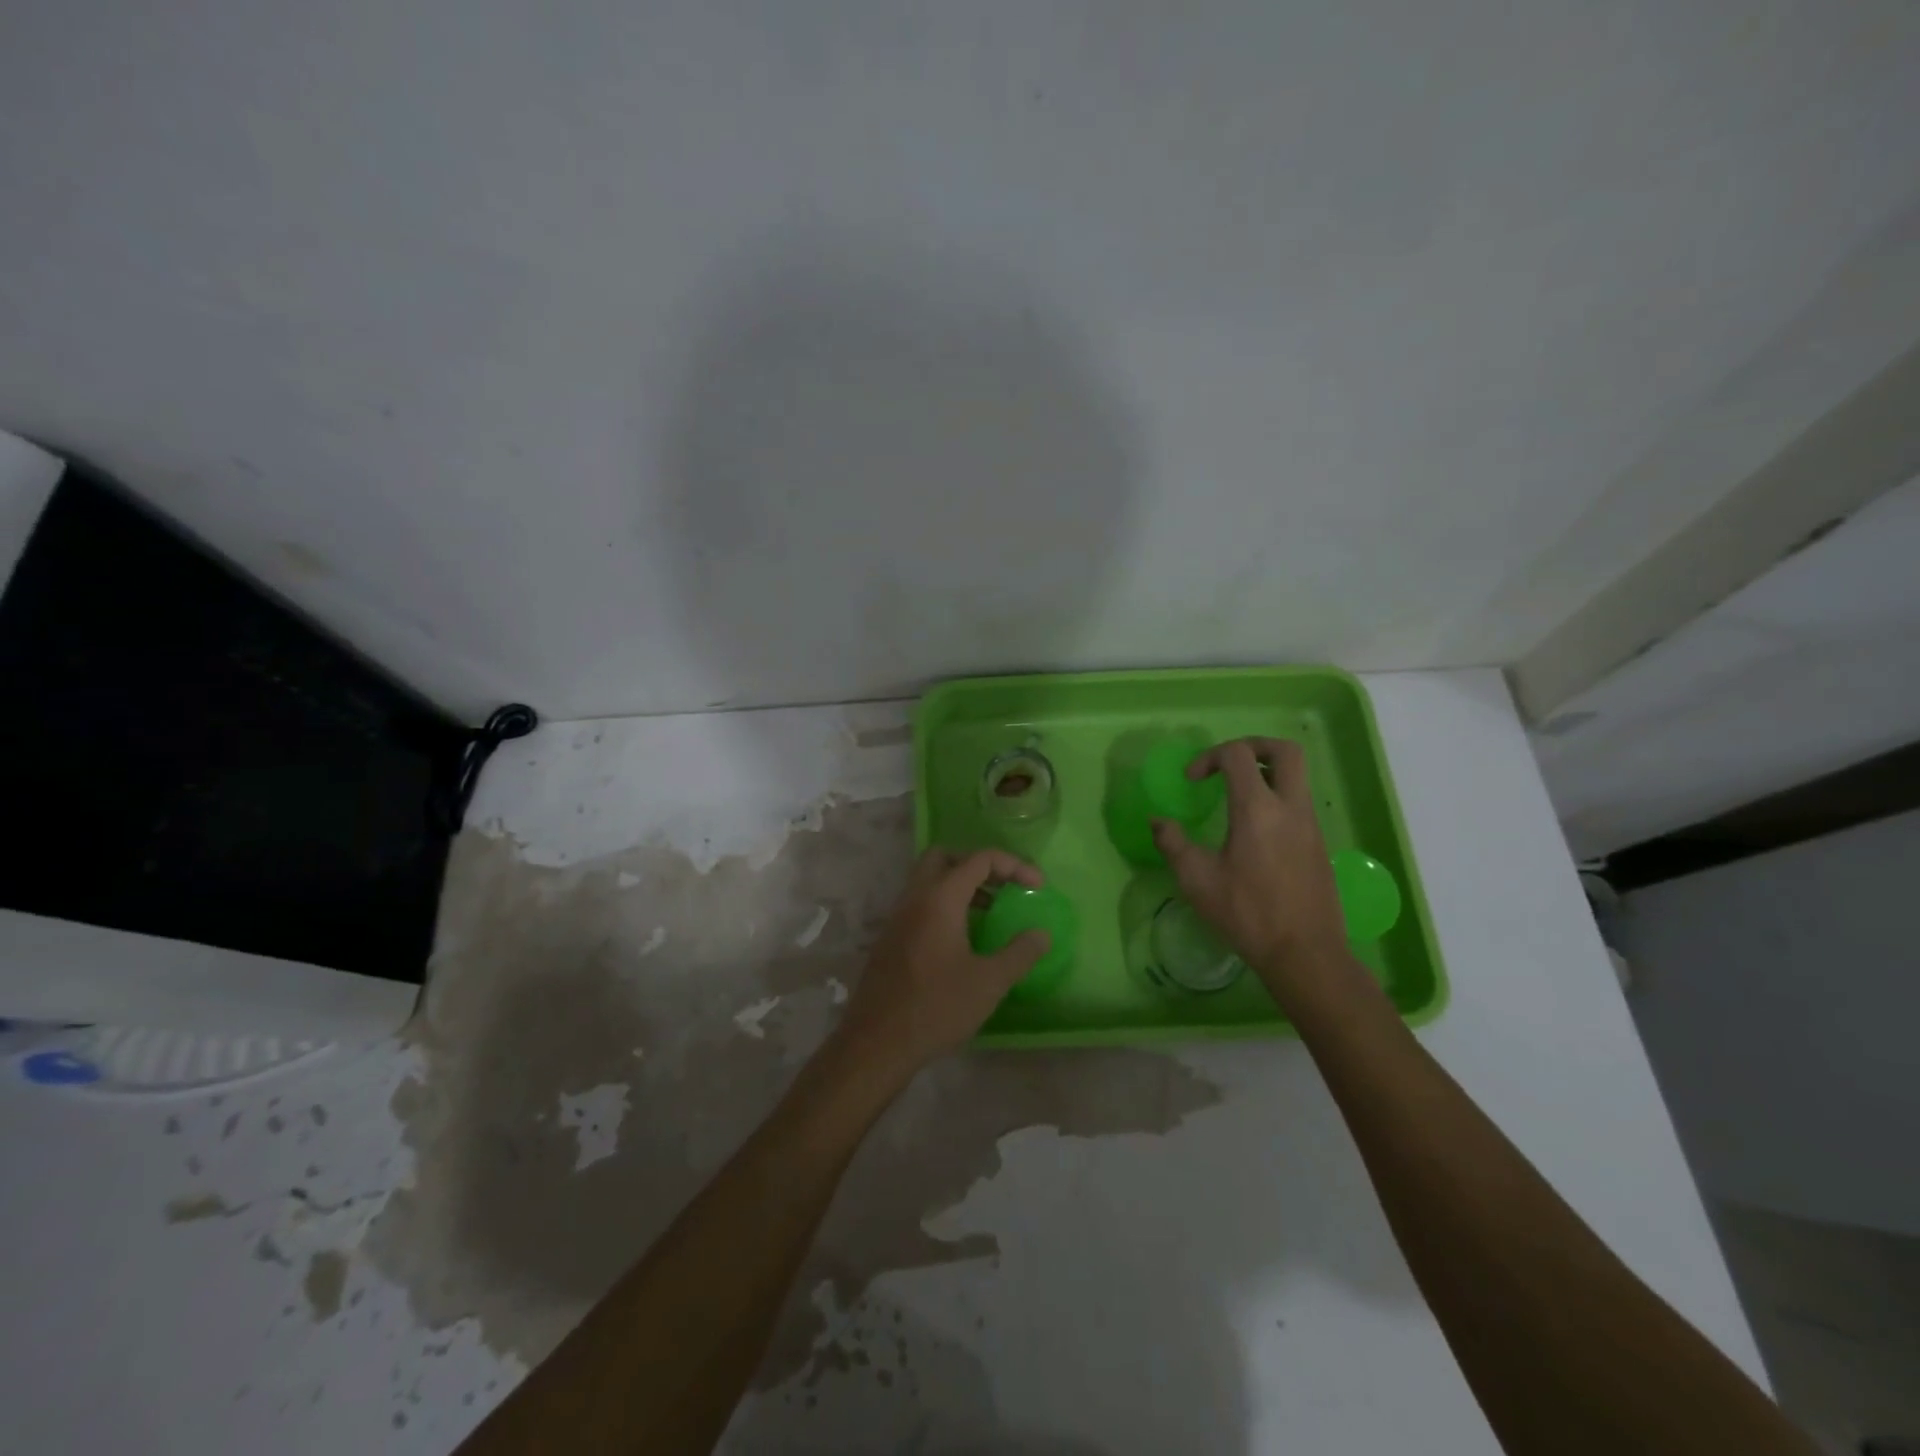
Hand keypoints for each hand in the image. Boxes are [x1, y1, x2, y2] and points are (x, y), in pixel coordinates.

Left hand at [834, 848, 1049, 1081]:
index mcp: (940, 898)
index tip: (1038, 885)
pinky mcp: (890, 936)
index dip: (1014, 865)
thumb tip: (1041, 934)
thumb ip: (1020, 953)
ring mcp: (897, 916)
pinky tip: (962, 937)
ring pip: (928, 879)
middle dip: (978, 865)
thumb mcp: (989, 982)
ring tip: (989, 910)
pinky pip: (919, 902)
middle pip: (946, 857)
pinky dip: (943, 903)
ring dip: (960, 884)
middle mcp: (915, 897)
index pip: (980, 859)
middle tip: (1003, 887)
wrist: (876, 1042)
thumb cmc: (937, 1008)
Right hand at [1152, 738, 1350, 996]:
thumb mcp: (1197, 880)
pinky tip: (1254, 829)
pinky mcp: (1319, 843)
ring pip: (1296, 775)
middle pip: (1284, 751)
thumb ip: (1173, 843)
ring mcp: (1310, 824)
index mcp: (1257, 810)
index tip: (1191, 781)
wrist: (1304, 953)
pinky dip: (1276, 797)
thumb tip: (1157, 821)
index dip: (1209, 756)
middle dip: (1252, 745)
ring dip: (1265, 772)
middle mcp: (1290, 808)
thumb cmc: (1246, 914)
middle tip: (1226, 763)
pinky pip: (1299, 802)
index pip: (1238, 755)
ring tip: (1235, 794)